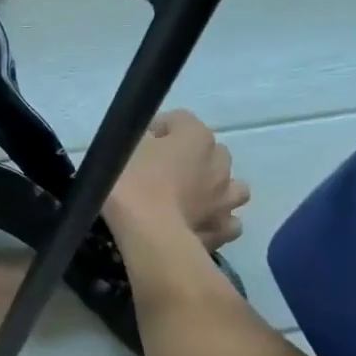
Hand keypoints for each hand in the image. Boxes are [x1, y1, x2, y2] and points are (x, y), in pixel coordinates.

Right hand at [106, 109, 249, 248]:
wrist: (149, 235)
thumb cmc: (132, 184)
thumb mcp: (121, 150)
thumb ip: (137, 140)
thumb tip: (146, 143)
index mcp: (195, 136)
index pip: (179, 120)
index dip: (158, 130)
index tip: (139, 144)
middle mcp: (219, 163)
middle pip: (211, 151)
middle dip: (193, 157)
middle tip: (165, 171)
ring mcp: (226, 198)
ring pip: (233, 187)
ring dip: (216, 189)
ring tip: (193, 199)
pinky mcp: (224, 229)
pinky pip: (229, 222)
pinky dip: (217, 221)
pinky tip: (200, 225)